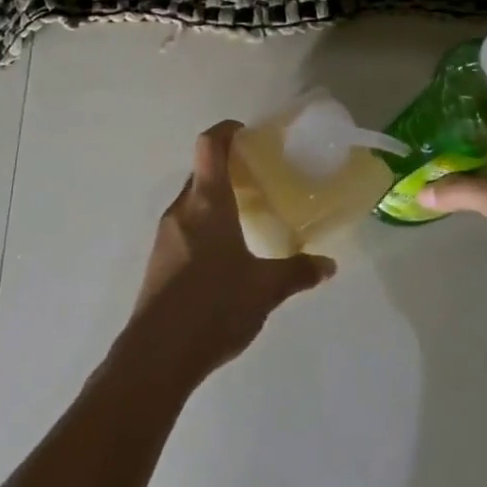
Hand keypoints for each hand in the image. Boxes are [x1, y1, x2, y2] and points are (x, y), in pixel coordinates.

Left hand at [120, 121, 335, 389]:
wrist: (157, 355)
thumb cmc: (215, 306)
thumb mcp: (265, 289)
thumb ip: (297, 272)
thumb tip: (328, 265)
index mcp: (207, 202)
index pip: (210, 145)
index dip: (226, 131)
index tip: (247, 134)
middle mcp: (182, 209)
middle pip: (201, 171)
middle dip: (226, 167)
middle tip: (257, 178)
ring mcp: (165, 234)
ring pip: (191, 201)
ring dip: (214, 199)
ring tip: (244, 216)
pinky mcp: (158, 260)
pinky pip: (184, 226)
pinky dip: (203, 224)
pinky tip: (223, 254)